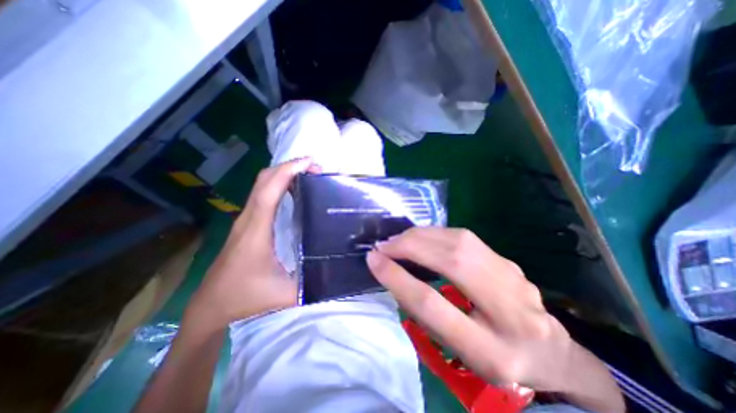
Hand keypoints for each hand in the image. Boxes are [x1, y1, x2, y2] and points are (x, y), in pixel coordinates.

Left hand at [185, 158, 317, 328]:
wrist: (211, 304)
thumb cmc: (246, 297)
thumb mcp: (285, 294)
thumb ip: (312, 283)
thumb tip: (336, 271)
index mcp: (257, 231)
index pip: (270, 191)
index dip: (289, 172)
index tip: (310, 162)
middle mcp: (249, 219)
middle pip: (264, 180)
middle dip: (289, 167)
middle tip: (315, 168)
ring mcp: (246, 219)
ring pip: (261, 184)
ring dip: (284, 173)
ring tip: (308, 174)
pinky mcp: (247, 223)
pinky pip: (262, 194)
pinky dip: (278, 183)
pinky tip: (293, 189)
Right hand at [367, 227, 573, 391]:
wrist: (549, 351)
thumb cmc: (494, 359)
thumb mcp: (457, 351)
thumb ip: (426, 315)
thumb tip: (396, 275)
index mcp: (490, 351)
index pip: (433, 304)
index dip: (398, 278)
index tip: (373, 260)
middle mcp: (509, 310)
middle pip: (451, 262)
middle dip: (409, 247)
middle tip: (383, 246)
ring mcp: (513, 277)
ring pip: (459, 242)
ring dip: (421, 236)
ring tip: (398, 240)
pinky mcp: (506, 260)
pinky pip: (465, 238)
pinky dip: (435, 234)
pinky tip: (421, 237)